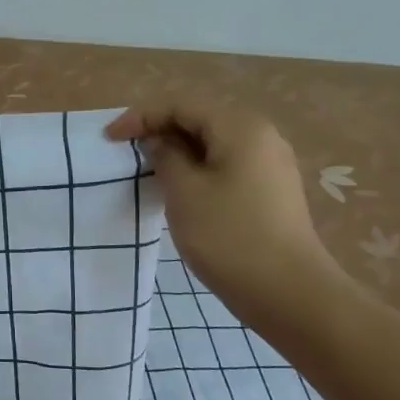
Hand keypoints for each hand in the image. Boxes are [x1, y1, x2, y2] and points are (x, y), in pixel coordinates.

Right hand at [106, 99, 349, 328]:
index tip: (109, 138)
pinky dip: (198, 169)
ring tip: (148, 171)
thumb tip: (160, 141)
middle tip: (126, 152)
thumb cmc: (229, 237)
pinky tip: (180, 190)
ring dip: (177, 152)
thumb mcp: (184, 192)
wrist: (289, 294)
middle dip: (159, 131)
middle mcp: (261, 136)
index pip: (181, 105)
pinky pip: (226, 165)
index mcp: (240, 127)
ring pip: (213, 144)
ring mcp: (270, 164)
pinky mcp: (271, 191)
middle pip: (200, 119)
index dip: (140, 116)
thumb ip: (165, 156)